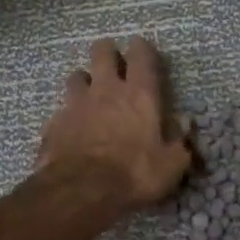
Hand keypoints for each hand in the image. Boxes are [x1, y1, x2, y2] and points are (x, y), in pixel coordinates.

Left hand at [38, 37, 191, 210]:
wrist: (81, 190)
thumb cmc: (134, 174)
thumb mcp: (170, 165)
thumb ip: (180, 143)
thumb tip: (185, 126)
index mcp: (140, 95)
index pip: (141, 56)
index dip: (142, 49)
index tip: (141, 49)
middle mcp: (106, 90)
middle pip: (102, 53)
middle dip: (108, 52)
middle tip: (112, 61)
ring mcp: (76, 104)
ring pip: (77, 75)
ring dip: (84, 80)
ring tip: (89, 93)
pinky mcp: (55, 123)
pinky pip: (62, 109)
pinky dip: (68, 114)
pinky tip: (71, 128)